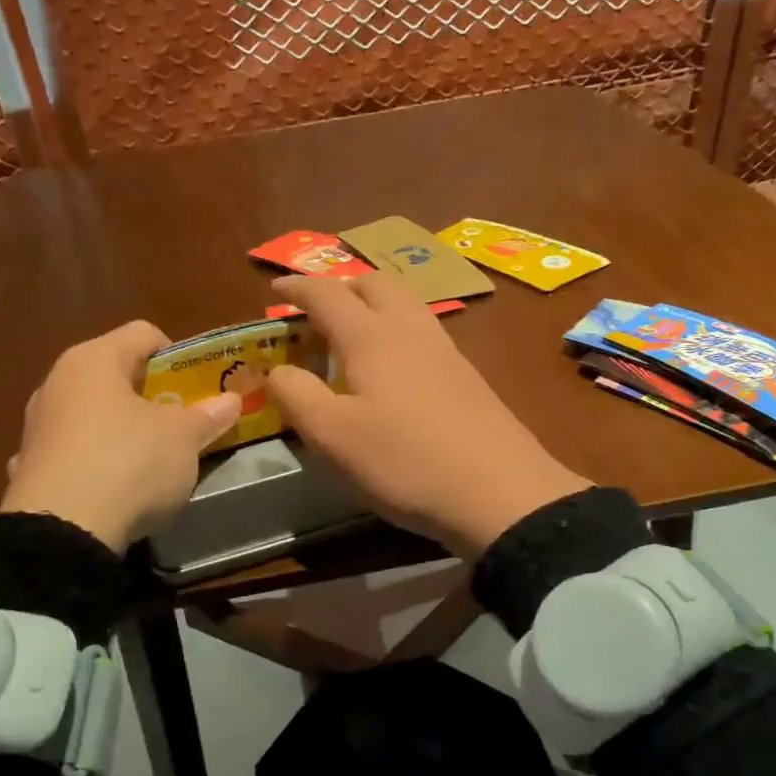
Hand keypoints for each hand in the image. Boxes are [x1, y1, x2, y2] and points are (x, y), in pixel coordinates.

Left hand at [1, 320, 241, 550]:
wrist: (62, 532)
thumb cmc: (129, 463)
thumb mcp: (183, 438)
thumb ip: (208, 415)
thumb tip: (231, 400)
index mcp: (93, 360)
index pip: (144, 334)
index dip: (178, 354)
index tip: (198, 388)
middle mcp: (57, 383)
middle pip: (115, 374)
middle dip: (151, 395)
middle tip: (181, 422)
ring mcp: (37, 427)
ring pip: (91, 413)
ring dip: (120, 427)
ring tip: (148, 458)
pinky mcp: (28, 467)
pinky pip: (71, 452)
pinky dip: (92, 459)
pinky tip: (109, 485)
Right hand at [266, 274, 591, 556]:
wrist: (500, 492)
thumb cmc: (406, 462)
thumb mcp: (333, 438)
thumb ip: (297, 396)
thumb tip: (278, 370)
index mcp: (372, 337)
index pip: (327, 293)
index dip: (297, 288)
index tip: (275, 290)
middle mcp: (411, 330)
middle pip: (375, 283)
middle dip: (341, 286)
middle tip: (316, 311)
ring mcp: (446, 351)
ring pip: (405, 304)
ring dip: (373, 305)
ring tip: (351, 335)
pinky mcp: (467, 376)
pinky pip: (423, 332)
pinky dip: (396, 330)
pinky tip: (393, 368)